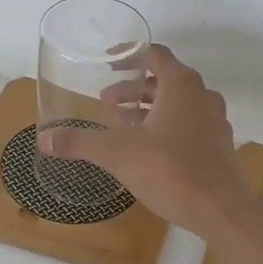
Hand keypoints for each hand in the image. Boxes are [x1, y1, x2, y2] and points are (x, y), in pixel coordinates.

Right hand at [37, 44, 253, 234]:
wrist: (219, 209)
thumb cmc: (169, 171)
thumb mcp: (117, 154)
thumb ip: (80, 143)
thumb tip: (44, 139)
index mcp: (181, 85)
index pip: (154, 54)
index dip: (129, 55)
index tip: (108, 63)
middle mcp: (202, 95)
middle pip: (164, 80)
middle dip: (133, 90)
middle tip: (106, 103)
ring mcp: (215, 121)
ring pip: (178, 104)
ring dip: (150, 109)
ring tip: (123, 125)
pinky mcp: (219, 146)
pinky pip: (189, 125)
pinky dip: (167, 127)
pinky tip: (150, 149)